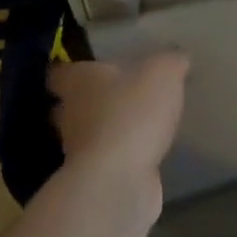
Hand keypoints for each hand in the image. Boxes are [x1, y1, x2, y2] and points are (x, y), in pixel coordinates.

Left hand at [48, 53, 188, 185]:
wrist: (119, 178)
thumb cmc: (132, 113)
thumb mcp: (162, 73)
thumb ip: (170, 61)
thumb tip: (177, 57)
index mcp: (77, 81)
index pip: (60, 72)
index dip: (73, 69)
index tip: (88, 68)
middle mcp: (68, 113)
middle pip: (71, 104)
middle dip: (90, 100)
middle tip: (117, 95)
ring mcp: (78, 149)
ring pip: (87, 133)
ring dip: (106, 130)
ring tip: (135, 124)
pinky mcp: (94, 177)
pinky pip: (106, 160)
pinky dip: (120, 156)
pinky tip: (143, 152)